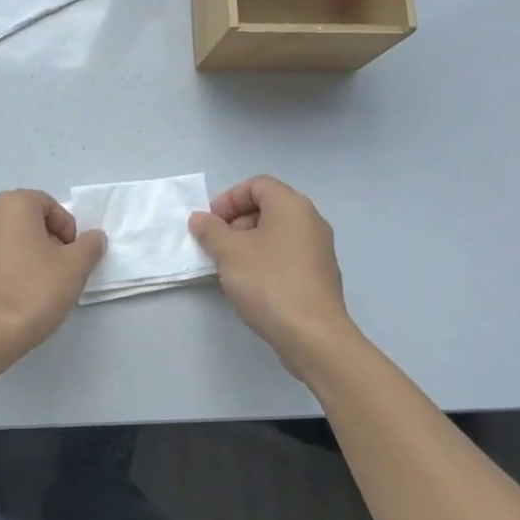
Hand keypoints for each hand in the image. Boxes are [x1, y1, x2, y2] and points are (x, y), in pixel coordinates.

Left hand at [0, 190, 106, 358]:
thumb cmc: (33, 290)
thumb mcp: (75, 267)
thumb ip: (89, 245)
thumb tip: (93, 237)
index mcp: (11, 205)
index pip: (49, 204)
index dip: (67, 228)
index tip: (73, 256)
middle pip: (27, 221)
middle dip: (47, 241)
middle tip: (60, 270)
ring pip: (8, 241)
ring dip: (27, 255)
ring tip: (39, 286)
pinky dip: (7, 270)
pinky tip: (16, 296)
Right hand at [189, 176, 352, 354]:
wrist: (312, 335)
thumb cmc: (268, 282)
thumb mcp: (229, 252)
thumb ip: (210, 230)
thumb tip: (200, 219)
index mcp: (291, 206)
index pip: (257, 185)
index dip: (229, 199)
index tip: (211, 223)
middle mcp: (310, 221)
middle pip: (267, 207)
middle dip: (236, 222)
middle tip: (216, 245)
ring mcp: (319, 249)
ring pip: (276, 233)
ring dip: (248, 243)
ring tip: (229, 267)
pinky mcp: (319, 275)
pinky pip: (286, 255)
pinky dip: (265, 260)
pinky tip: (251, 285)